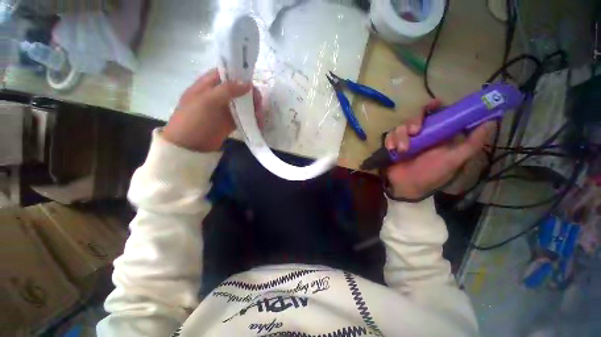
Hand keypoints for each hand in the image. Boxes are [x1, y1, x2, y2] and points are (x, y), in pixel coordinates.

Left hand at [163, 68, 261, 151]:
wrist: (190, 146)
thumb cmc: (194, 120)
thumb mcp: (208, 101)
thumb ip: (227, 90)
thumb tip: (248, 83)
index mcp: (209, 85)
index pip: (226, 73)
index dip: (239, 74)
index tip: (252, 82)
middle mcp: (219, 95)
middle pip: (239, 89)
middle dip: (251, 95)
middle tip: (259, 104)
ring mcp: (225, 109)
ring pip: (244, 103)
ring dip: (254, 108)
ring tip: (259, 117)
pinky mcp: (231, 122)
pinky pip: (244, 117)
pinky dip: (252, 119)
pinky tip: (258, 123)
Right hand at [384, 100, 494, 199]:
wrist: (406, 187)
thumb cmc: (431, 175)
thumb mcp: (454, 160)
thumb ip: (472, 144)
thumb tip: (492, 122)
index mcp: (439, 135)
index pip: (437, 114)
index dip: (435, 106)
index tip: (434, 104)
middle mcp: (422, 134)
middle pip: (417, 116)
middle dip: (414, 121)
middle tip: (415, 131)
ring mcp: (406, 139)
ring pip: (401, 126)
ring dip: (401, 136)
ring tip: (402, 150)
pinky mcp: (393, 144)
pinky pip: (389, 135)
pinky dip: (390, 141)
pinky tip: (392, 149)